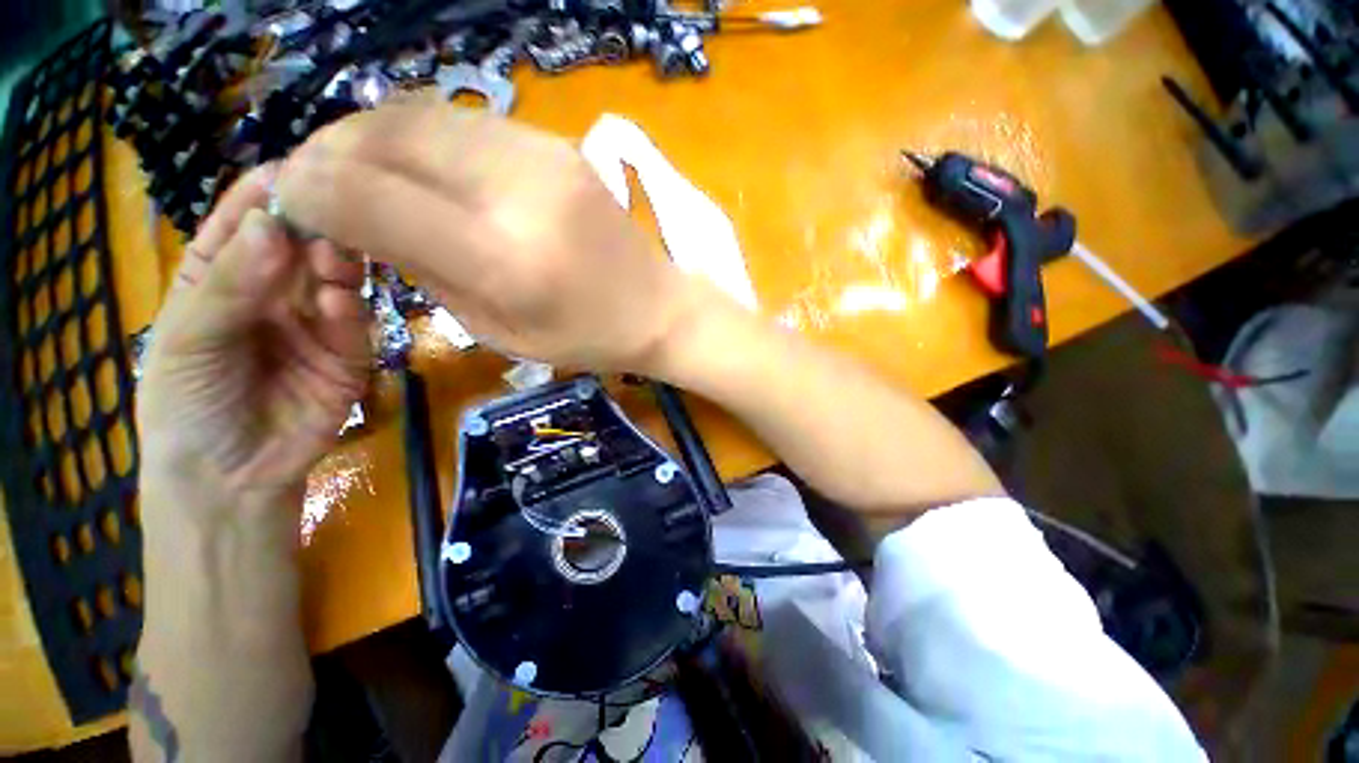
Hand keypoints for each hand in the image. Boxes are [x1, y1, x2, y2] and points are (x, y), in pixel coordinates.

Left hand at [137, 165, 369, 516]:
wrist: (229, 477)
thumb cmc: (188, 405)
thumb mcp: (189, 341)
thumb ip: (230, 285)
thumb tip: (274, 224)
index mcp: (223, 277)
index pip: (246, 222)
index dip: (267, 193)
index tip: (299, 167)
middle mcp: (274, 292)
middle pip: (300, 246)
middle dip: (315, 227)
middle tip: (332, 213)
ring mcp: (315, 324)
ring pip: (335, 280)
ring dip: (337, 265)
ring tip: (332, 260)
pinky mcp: (348, 356)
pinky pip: (353, 326)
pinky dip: (348, 311)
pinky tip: (335, 305)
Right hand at [274, 99, 695, 373]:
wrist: (658, 308)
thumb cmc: (586, 337)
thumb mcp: (497, 329)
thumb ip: (424, 271)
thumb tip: (353, 217)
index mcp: (503, 258)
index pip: (367, 194)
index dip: (309, 191)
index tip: (292, 205)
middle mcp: (518, 190)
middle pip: (386, 133)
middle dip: (332, 151)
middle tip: (317, 181)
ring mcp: (543, 155)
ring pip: (421, 114)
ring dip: (374, 138)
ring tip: (364, 174)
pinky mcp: (557, 144)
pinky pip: (465, 122)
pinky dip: (425, 138)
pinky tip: (425, 168)